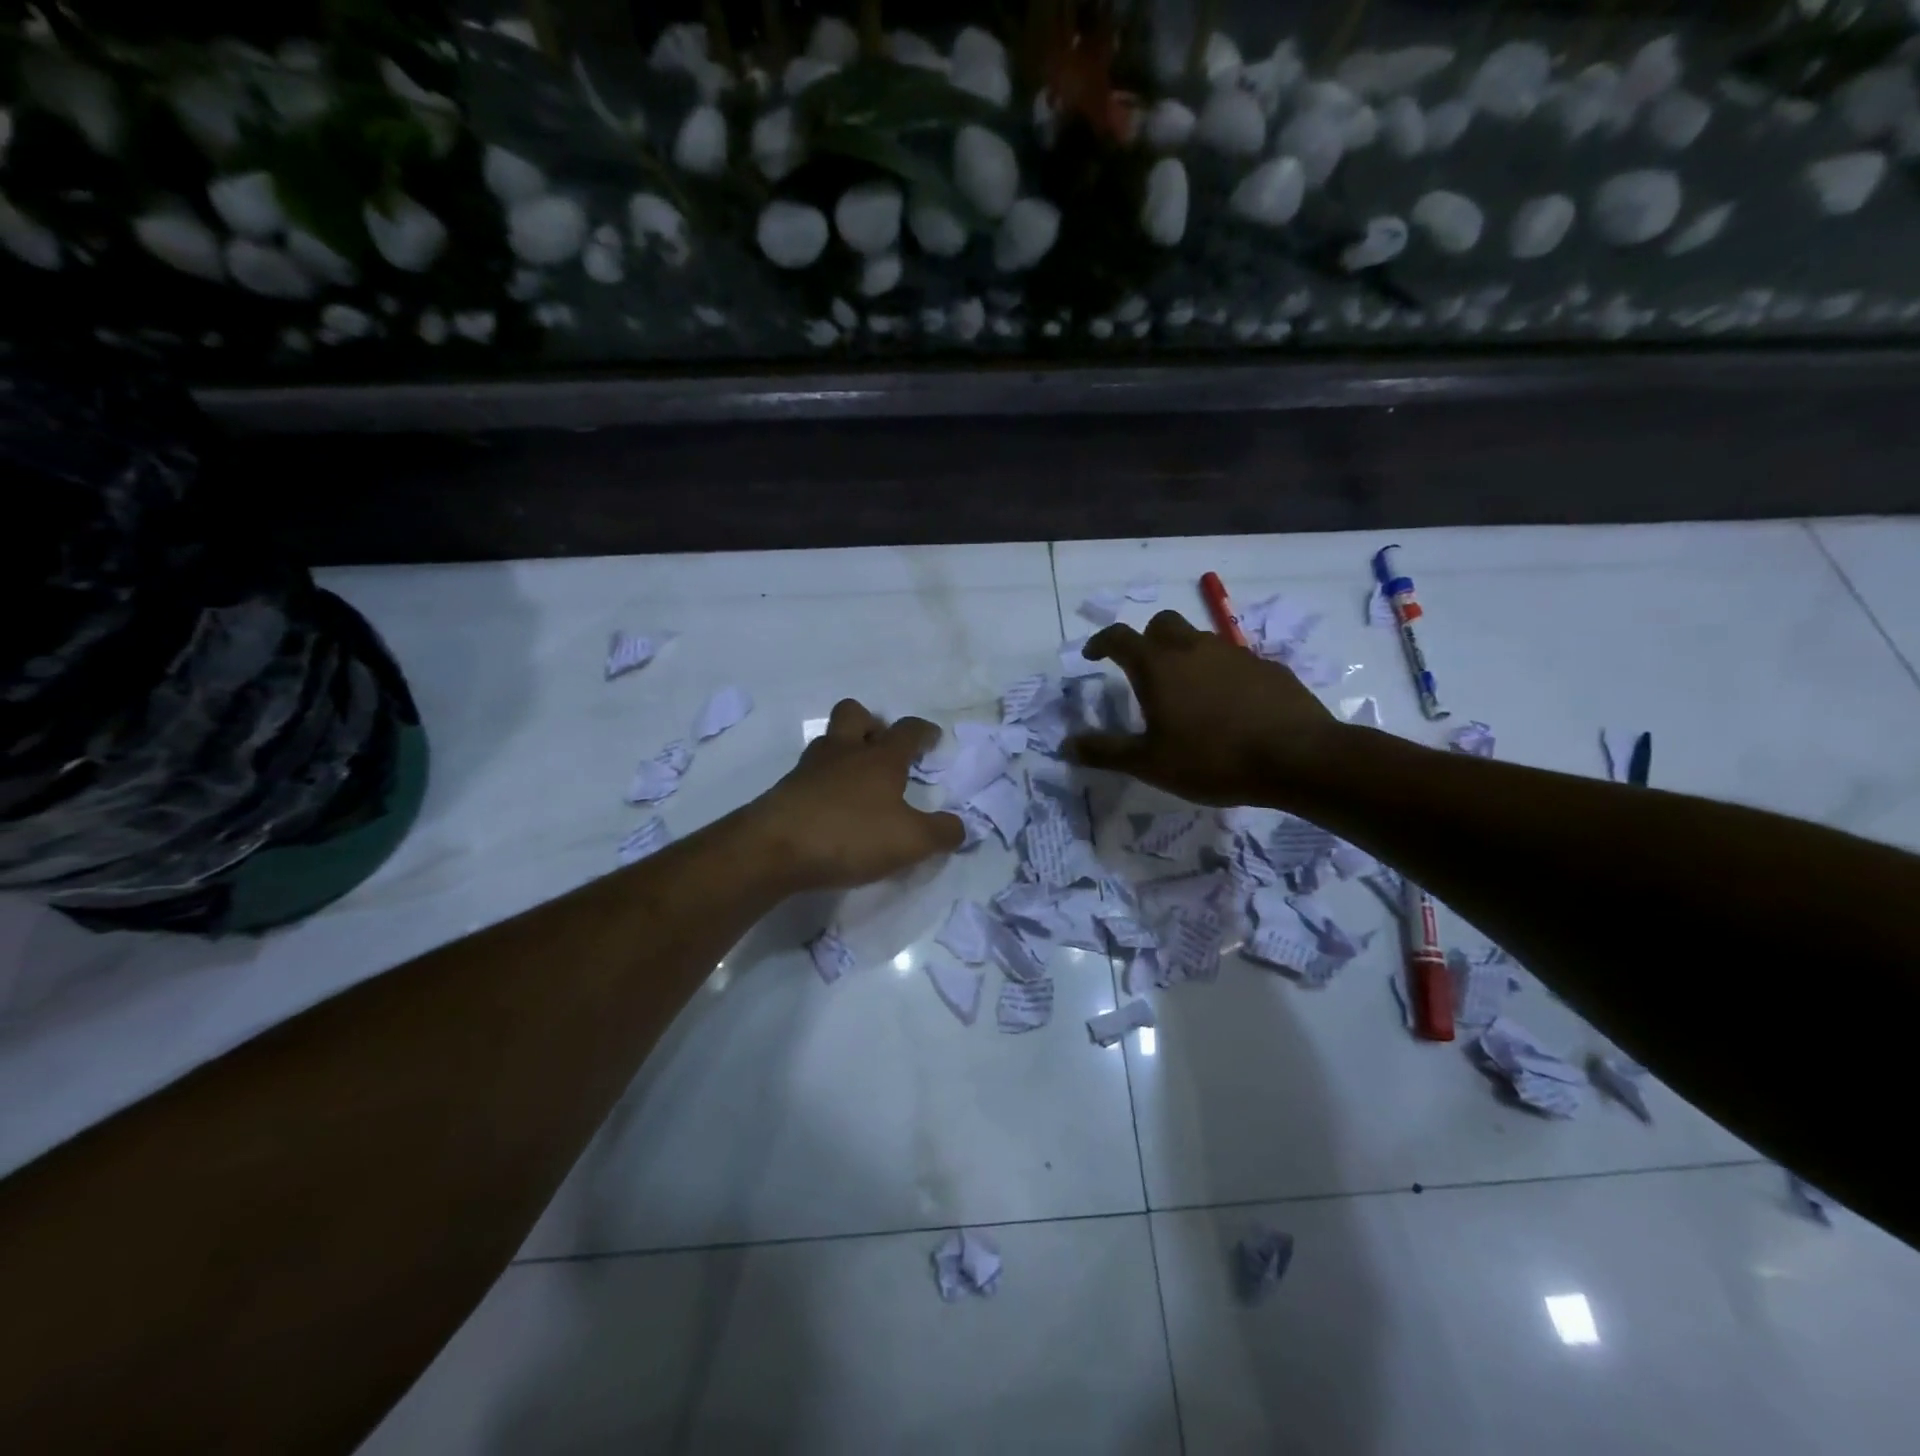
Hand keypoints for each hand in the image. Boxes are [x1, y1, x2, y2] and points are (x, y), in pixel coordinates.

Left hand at [742, 699, 964, 892]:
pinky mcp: (785, 790)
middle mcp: (844, 752)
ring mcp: (810, 768)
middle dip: (872, 723)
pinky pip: (810, 774)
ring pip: (828, 741)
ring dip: (845, 750)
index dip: (924, 732)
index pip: (907, 730)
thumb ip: (942, 832)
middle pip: (854, 714)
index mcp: (880, 758)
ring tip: (857, 780)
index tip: (932, 738)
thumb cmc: (851, 835)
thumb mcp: (911, 841)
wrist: (774, 849)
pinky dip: (824, 783)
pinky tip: (831, 808)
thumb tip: (961, 826)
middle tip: (883, 748)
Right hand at [1066, 610, 1339, 805]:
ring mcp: (1235, 654)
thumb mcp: (1149, 763)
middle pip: (1163, 624)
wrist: (1297, 758)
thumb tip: (1067, 745)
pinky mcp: (1268, 668)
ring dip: (1185, 655)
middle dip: (1146, 639)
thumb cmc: (1211, 759)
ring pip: (1200, 640)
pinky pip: (1234, 661)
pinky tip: (1228, 706)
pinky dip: (1220, 673)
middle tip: (1143, 669)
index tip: (1093, 655)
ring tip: (1186, 692)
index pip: (1120, 638)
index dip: (1101, 642)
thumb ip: (1106, 751)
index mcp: (1159, 666)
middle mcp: (1194, 648)